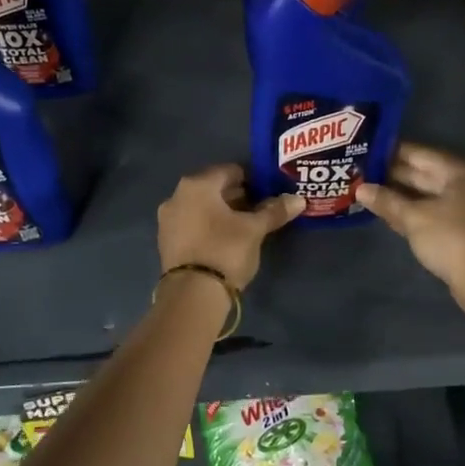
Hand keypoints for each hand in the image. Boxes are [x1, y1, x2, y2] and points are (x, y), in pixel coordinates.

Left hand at [157, 164, 303, 288]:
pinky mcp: (166, 242)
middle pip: (214, 188)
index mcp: (197, 184)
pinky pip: (192, 224)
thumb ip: (275, 211)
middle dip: (237, 197)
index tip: (268, 193)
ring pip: (202, 207)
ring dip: (222, 213)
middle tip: (260, 210)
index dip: (253, 180)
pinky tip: (225, 240)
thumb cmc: (225, 250)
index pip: (231, 171)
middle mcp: (177, 195)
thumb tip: (298, 199)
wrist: (192, 294)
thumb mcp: (254, 230)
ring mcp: (168, 219)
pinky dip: (209, 227)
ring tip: (246, 227)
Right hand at [357, 143, 464, 296]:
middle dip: (391, 175)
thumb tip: (360, 188)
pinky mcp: (460, 230)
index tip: (364, 152)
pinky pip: (430, 213)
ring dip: (399, 196)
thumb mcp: (413, 217)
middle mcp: (462, 184)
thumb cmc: (450, 237)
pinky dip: (411, 212)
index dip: (389, 152)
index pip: (417, 153)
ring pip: (425, 195)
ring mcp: (463, 208)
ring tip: (367, 192)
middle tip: (359, 174)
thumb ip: (386, 201)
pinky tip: (388, 214)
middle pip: (422, 173)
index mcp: (455, 171)